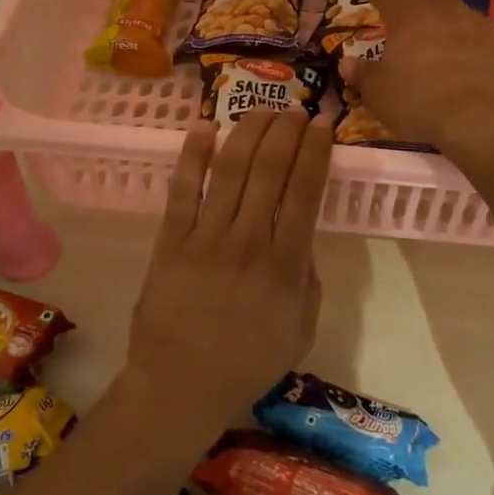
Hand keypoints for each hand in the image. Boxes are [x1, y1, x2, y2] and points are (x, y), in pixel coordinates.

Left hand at [127, 108, 332, 424]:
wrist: (181, 386)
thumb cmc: (248, 362)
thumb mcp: (301, 326)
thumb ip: (306, 276)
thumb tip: (299, 234)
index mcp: (286, 264)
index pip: (305, 192)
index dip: (315, 152)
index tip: (322, 123)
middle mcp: (248, 241)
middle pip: (270, 171)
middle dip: (285, 131)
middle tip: (295, 108)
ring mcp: (206, 238)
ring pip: (231, 171)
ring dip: (248, 133)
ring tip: (262, 109)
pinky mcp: (171, 240)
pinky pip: (183, 190)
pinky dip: (193, 156)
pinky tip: (204, 127)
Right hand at [344, 0, 493, 158]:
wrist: (482, 121)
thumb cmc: (419, 103)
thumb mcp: (379, 95)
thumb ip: (363, 75)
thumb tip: (347, 63)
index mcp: (408, 18)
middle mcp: (445, 13)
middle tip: (418, 9)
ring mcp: (479, 27)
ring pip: (464, 11)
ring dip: (453, 23)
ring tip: (446, 49)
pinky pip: (486, 41)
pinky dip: (477, 50)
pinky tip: (474, 72)